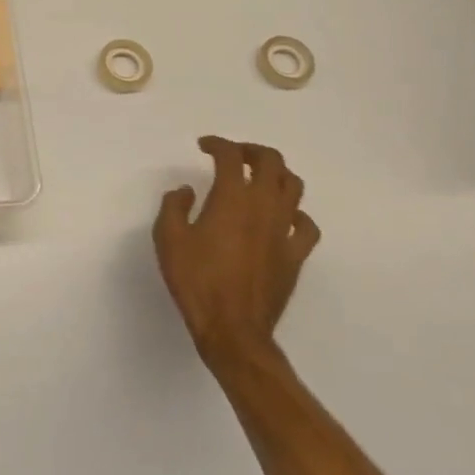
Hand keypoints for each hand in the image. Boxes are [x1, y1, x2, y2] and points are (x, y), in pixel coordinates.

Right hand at [154, 137, 319, 372]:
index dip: (217, 144)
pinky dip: (296, 213)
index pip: (230, 156)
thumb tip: (187, 191)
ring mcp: (284, 231)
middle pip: (271, 162)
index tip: (203, 146)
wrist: (233, 329)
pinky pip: (306, 225)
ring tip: (259, 178)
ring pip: (294, 187)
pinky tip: (283, 217)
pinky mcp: (295, 256)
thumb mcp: (169, 239)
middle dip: (251, 150)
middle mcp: (264, 207)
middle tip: (233, 155)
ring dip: (277, 174)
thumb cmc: (196, 281)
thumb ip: (174, 207)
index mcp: (232, 199)